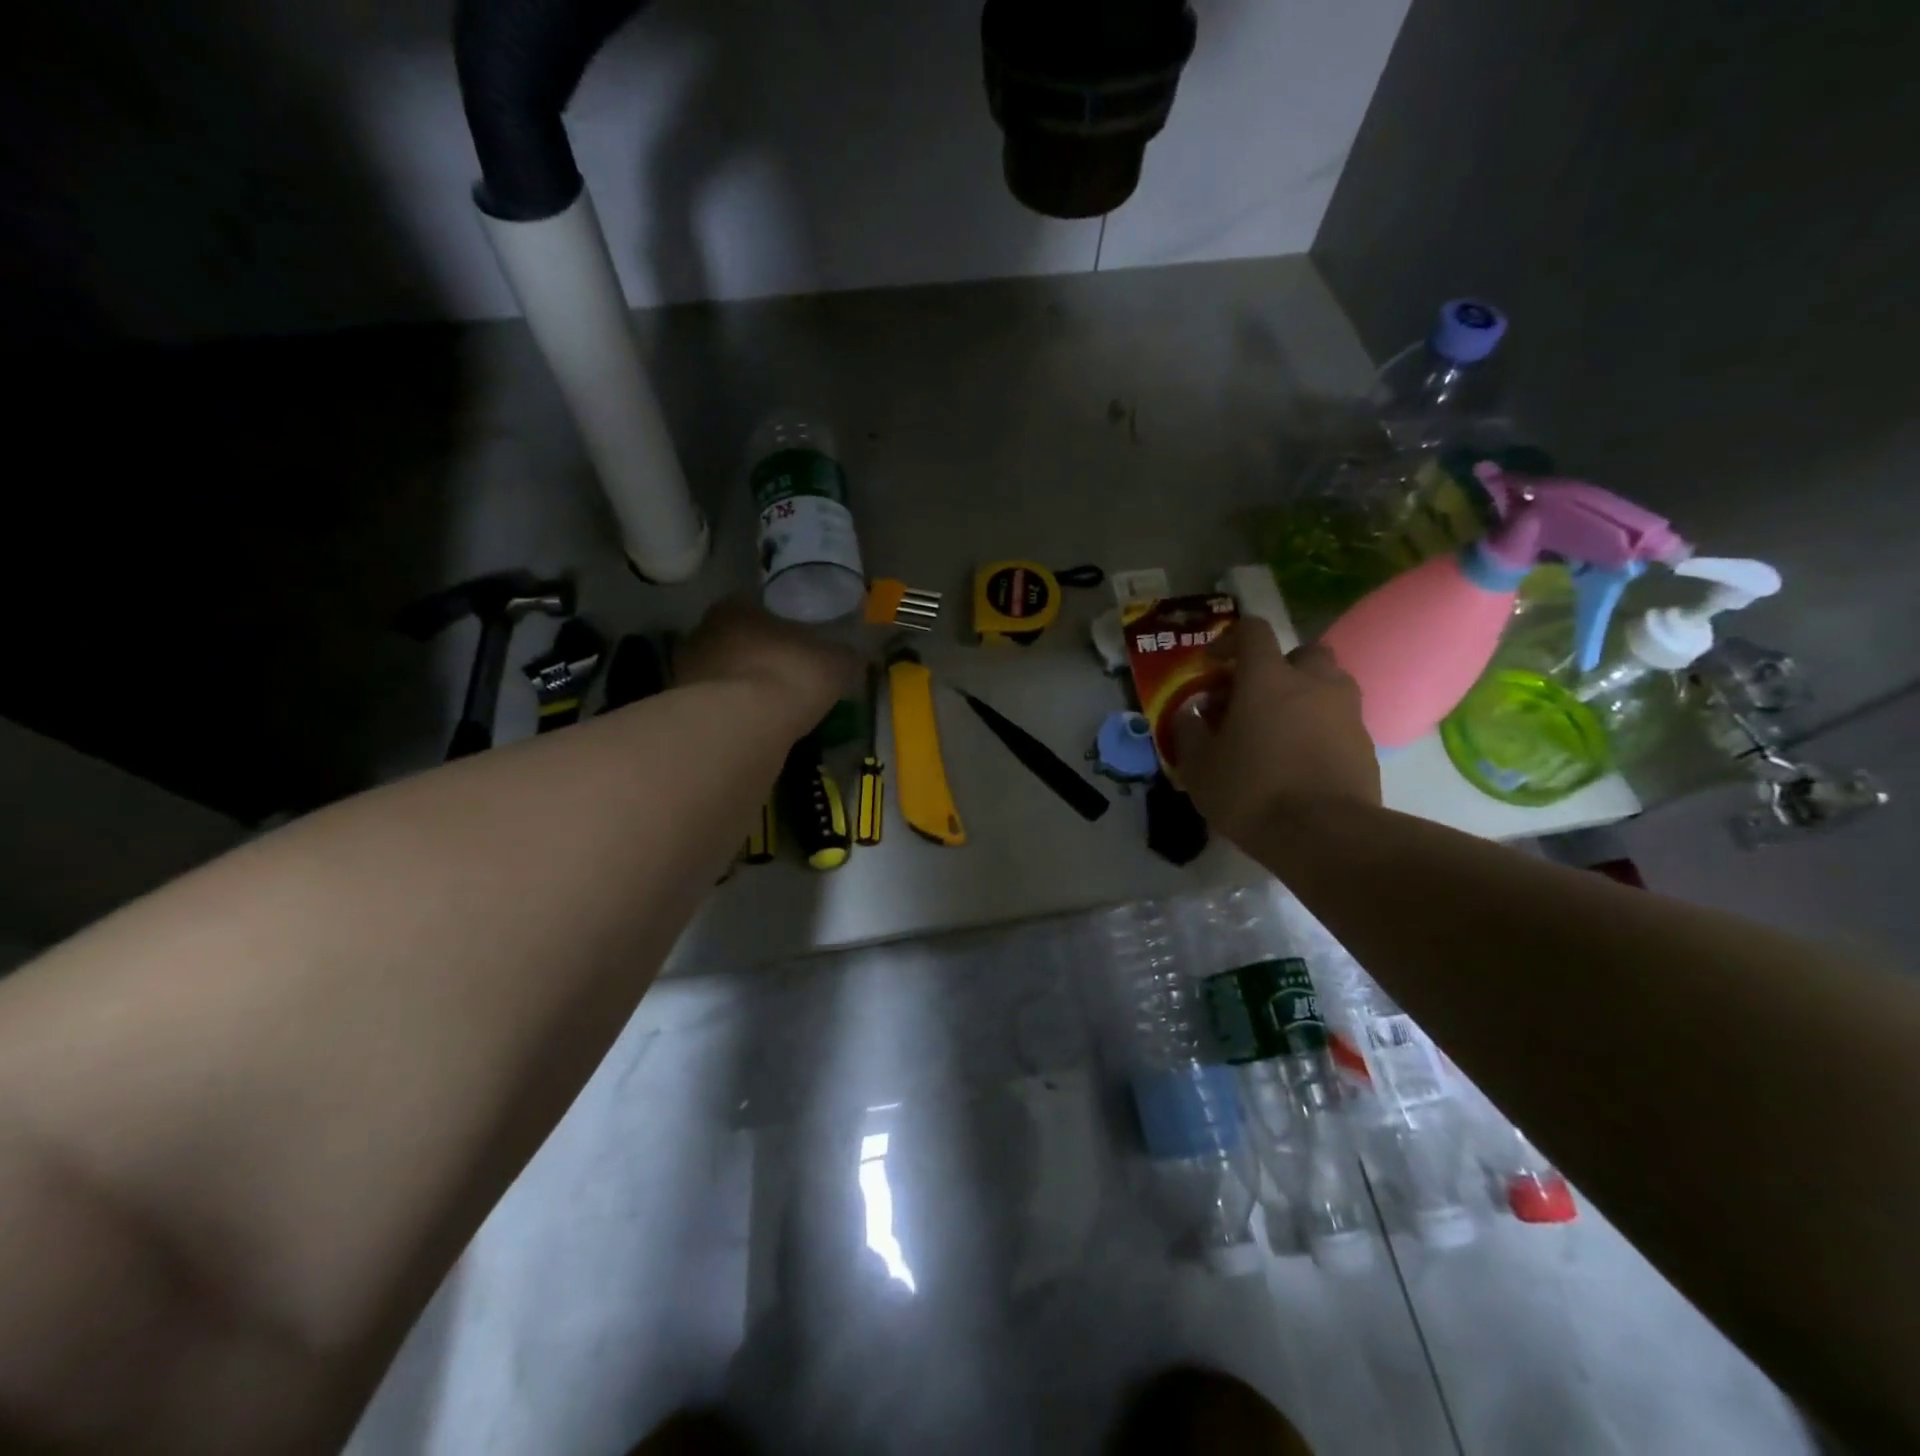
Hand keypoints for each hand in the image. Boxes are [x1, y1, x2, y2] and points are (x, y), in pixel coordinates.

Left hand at [675, 599, 859, 723]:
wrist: (740, 726)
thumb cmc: (789, 675)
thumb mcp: (834, 662)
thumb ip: (843, 655)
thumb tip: (855, 653)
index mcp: (735, 607)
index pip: (756, 607)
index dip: (781, 626)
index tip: (799, 646)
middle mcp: (702, 631)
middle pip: (736, 641)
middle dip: (759, 657)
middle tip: (787, 677)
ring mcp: (686, 672)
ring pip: (722, 675)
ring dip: (743, 688)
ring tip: (772, 709)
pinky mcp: (681, 711)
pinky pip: (715, 708)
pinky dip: (733, 716)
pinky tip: (754, 730)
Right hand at [1172, 618, 1380, 843]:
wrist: (1324, 835)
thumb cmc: (1251, 791)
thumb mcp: (1199, 766)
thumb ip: (1189, 732)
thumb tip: (1190, 714)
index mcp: (1268, 678)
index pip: (1252, 631)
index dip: (1230, 640)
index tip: (1213, 664)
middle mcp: (1314, 683)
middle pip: (1302, 652)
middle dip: (1278, 666)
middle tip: (1255, 696)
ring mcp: (1347, 712)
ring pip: (1328, 684)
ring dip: (1305, 694)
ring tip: (1282, 727)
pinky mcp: (1366, 744)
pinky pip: (1341, 720)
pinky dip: (1322, 728)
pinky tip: (1302, 759)